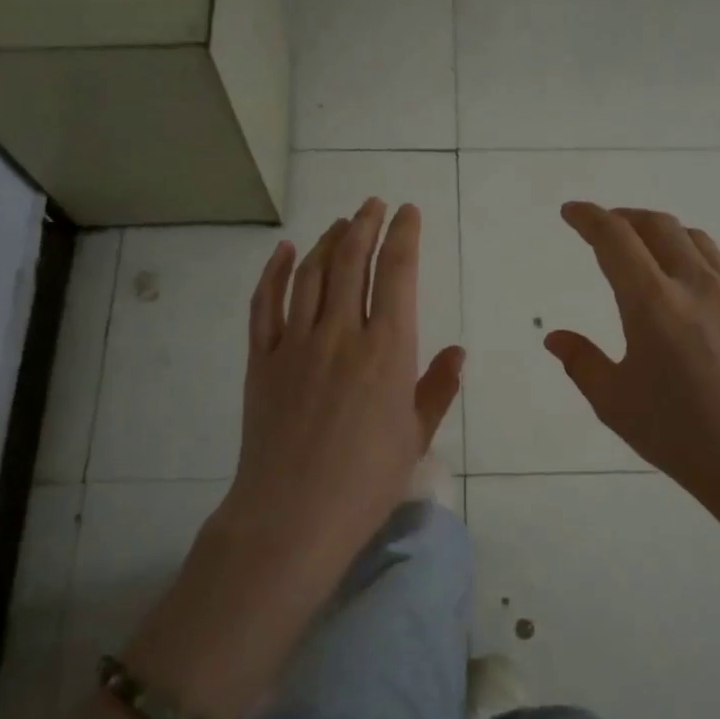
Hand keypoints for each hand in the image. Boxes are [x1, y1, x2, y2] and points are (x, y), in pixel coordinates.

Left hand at [217, 197, 463, 582]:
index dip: (403, 235)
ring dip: (327, 241)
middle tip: (373, 204)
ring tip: (340, 222)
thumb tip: (456, 350)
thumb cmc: (366, 481)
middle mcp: (341, 332)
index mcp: (387, 349)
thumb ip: (437, 388)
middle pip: (352, 260)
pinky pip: (266, 303)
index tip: (407, 212)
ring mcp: (296, 342)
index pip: (397, 273)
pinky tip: (286, 251)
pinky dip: (276, 271)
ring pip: (311, 273)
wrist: (292, 514)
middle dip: (365, 225)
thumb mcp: (415, 436)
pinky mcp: (262, 358)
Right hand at [545, 202, 719, 537]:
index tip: (571, 212)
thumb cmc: (682, 437)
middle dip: (623, 216)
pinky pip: (716, 264)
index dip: (589, 218)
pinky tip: (681, 287)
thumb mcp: (616, 404)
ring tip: (641, 248)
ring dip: (659, 231)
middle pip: (657, 225)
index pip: (615, 238)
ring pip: (692, 239)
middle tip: (601, 226)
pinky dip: (687, 255)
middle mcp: (694, 285)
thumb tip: (556, 337)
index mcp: (653, 304)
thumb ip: (582, 362)